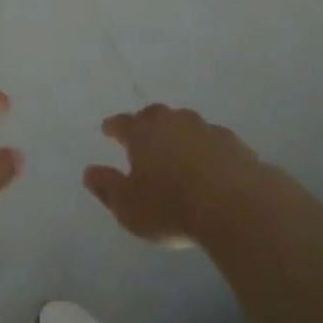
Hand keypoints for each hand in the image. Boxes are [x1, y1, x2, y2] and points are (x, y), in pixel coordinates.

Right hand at [84, 104, 265, 244]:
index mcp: (142, 133)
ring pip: (185, 123)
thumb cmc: (171, 206)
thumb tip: (88, 172)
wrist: (234, 204)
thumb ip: (107, 188)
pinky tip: (211, 162)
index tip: (107, 128)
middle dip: (146, 122)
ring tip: (178, 147)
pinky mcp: (232, 143)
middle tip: (143, 133)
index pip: (122, 123)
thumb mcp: (129, 207)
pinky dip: (208, 147)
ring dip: (179, 132)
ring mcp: (204, 129)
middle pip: (155, 115)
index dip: (114, 126)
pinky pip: (213, 140)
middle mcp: (171, 122)